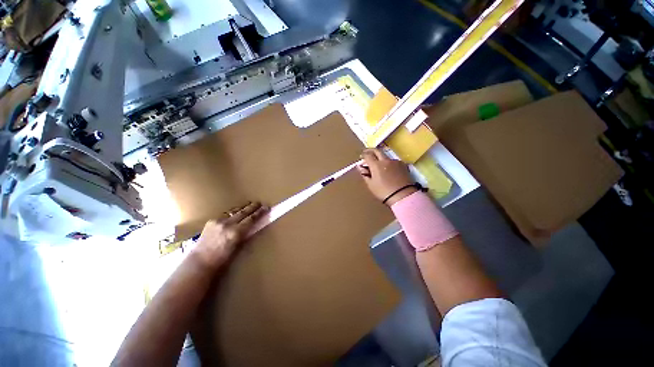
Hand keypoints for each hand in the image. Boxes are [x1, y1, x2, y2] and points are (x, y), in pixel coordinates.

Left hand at [193, 202, 268, 267]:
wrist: (200, 262)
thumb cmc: (222, 259)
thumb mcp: (238, 247)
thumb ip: (245, 234)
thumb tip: (252, 226)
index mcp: (235, 233)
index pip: (251, 219)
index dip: (260, 213)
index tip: (266, 208)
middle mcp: (227, 224)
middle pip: (243, 212)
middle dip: (252, 207)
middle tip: (259, 203)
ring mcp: (218, 221)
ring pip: (234, 211)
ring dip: (242, 208)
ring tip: (249, 204)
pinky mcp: (211, 221)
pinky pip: (226, 214)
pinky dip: (232, 213)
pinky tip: (235, 213)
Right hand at [357, 148, 417, 205]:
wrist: (403, 196)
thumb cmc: (383, 192)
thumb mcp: (371, 185)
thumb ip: (365, 174)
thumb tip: (361, 167)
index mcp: (376, 165)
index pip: (368, 155)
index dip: (363, 155)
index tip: (361, 157)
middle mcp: (385, 160)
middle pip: (377, 151)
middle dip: (370, 151)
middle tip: (367, 153)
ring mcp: (395, 162)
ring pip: (385, 156)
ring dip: (380, 158)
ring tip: (379, 165)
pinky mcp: (403, 165)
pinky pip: (393, 161)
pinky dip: (388, 163)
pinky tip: (389, 170)